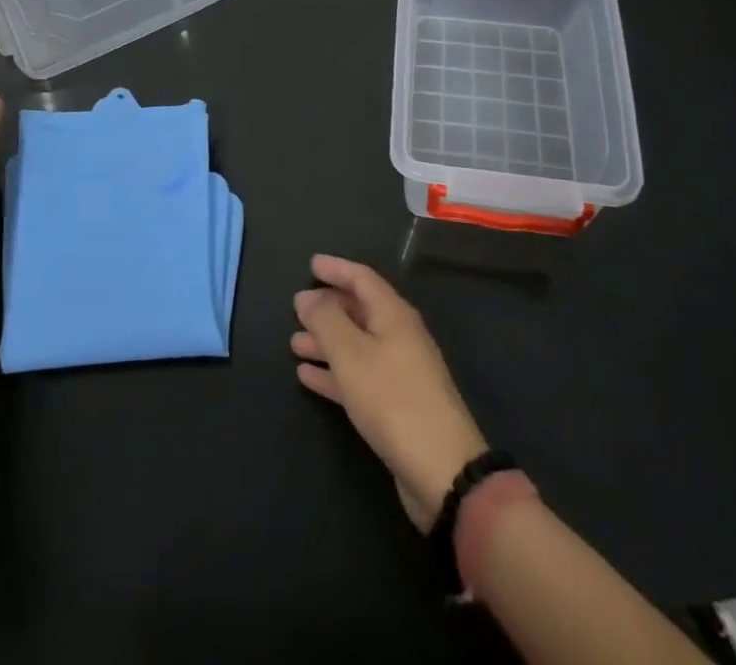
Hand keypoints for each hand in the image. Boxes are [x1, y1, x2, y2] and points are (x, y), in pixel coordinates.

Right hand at [292, 254, 487, 530]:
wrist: (441, 470)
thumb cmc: (393, 400)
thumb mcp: (351, 354)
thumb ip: (326, 321)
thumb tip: (307, 295)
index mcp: (394, 315)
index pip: (363, 279)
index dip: (337, 269)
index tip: (311, 264)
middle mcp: (399, 336)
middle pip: (360, 310)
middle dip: (329, 307)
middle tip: (297, 307)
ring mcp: (400, 371)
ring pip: (356, 344)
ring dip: (326, 342)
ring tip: (294, 342)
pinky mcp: (395, 405)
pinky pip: (358, 375)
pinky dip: (333, 372)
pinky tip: (308, 376)